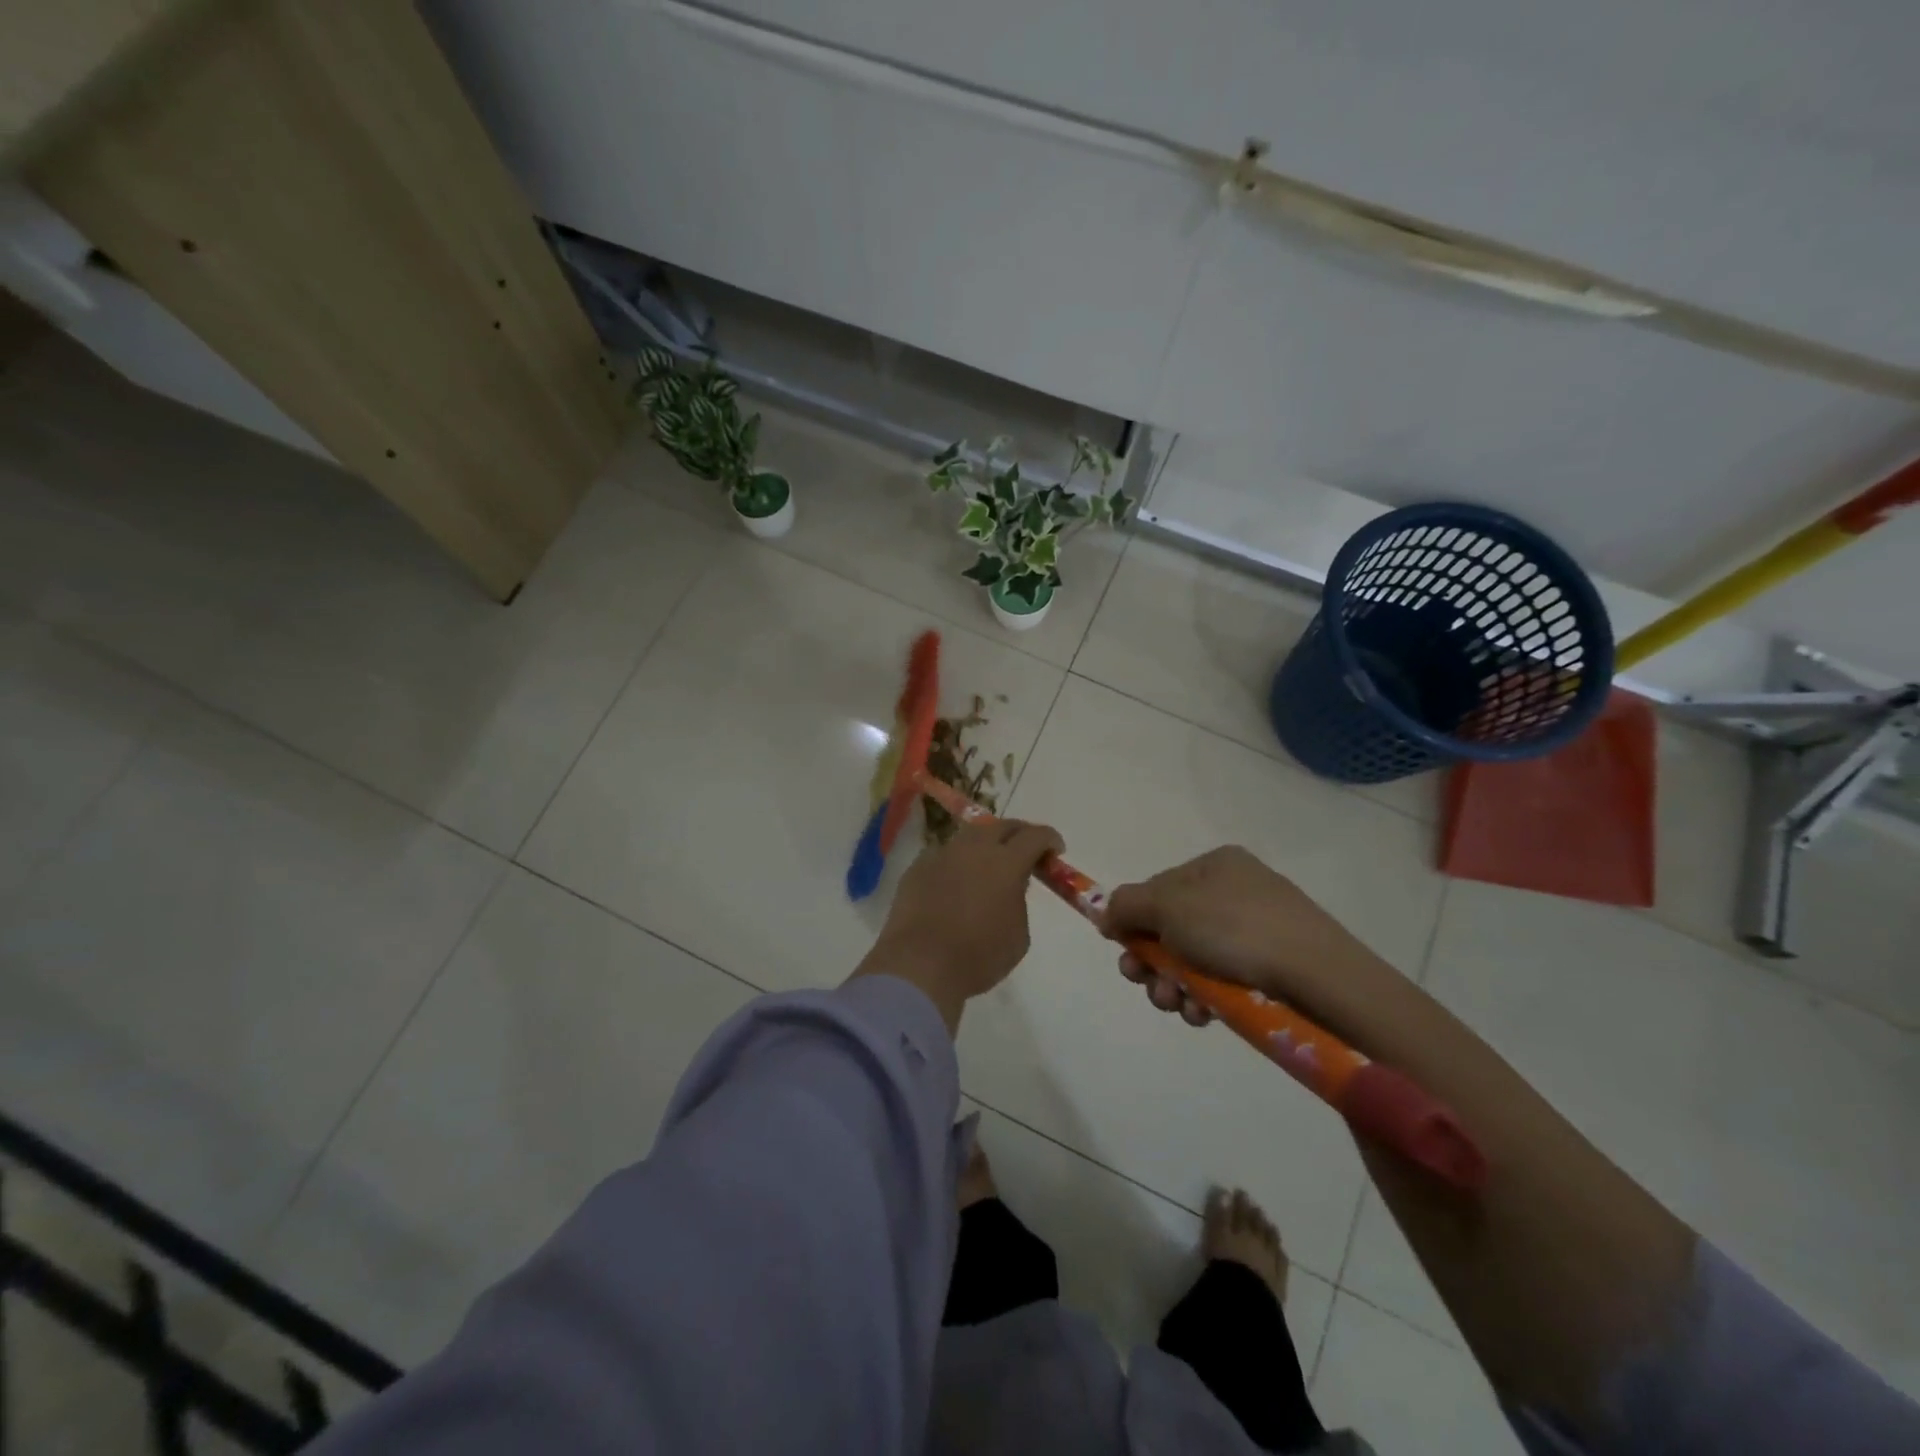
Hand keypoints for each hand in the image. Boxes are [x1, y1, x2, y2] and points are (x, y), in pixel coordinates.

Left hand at [851, 818, 1064, 1031]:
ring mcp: (942, 854)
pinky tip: (957, 881)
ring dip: (986, 844)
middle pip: (1001, 825)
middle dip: (1018, 834)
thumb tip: (1010, 888)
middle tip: (1025, 851)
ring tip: (989, 864)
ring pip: (970, 836)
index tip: (1055, 851)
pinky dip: (958, 861)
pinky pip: (945, 854)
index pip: (1035, 836)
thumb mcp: (1018, 935)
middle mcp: (974, 848)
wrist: (919, 965)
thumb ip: (1019, 900)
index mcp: (1006, 862)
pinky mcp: (918, 866)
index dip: (1049, 839)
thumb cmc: (978, 956)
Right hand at [1100, 846, 1403, 1029]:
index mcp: (1215, 864)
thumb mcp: (1167, 907)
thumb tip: (1106, 913)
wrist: (1320, 977)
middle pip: (1174, 927)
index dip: (1134, 920)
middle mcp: (1238, 890)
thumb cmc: (1234, 929)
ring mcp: (1261, 930)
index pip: (1158, 888)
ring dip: (1173, 984)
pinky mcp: (1277, 968)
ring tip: (1176, 1005)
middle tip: (1142, 982)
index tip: (1121, 950)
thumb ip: (1127, 905)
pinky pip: (1226, 980)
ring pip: (1196, 959)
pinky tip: (1204, 1014)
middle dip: (1151, 959)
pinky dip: (1206, 997)